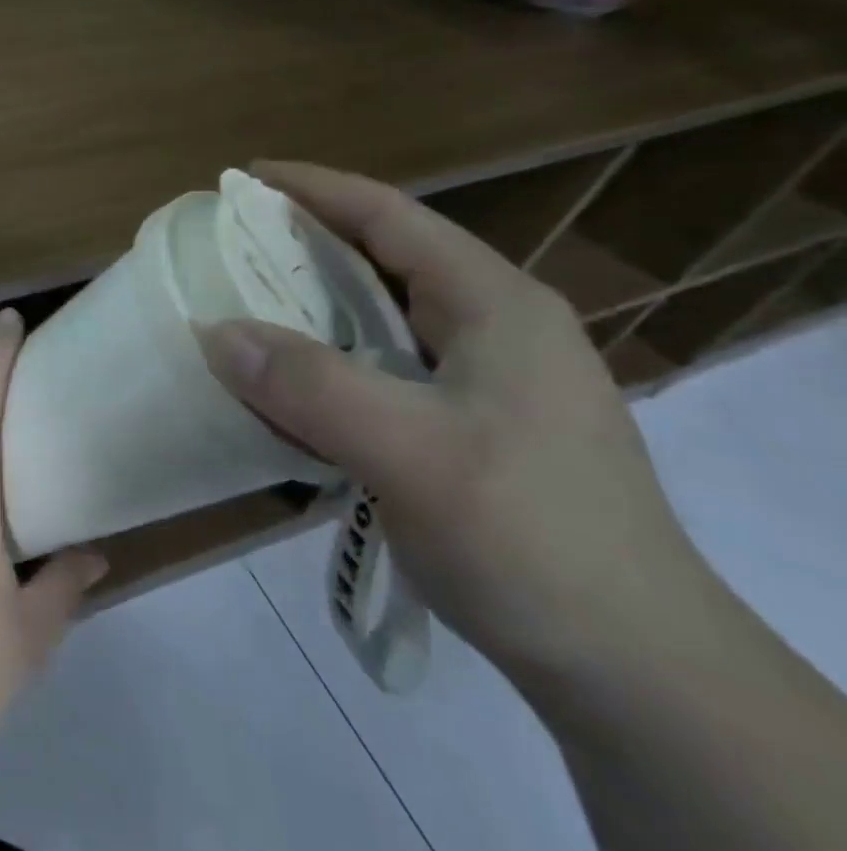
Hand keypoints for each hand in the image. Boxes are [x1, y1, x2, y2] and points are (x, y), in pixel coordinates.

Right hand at [200, 162, 716, 684]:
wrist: (636, 672)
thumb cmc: (532, 539)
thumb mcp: (413, 455)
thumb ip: (310, 386)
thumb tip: (215, 332)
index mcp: (495, 306)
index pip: (389, 215)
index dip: (312, 188)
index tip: (240, 178)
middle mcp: (494, 328)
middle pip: (381, 259)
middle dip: (301, 245)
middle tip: (225, 246)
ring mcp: (485, 380)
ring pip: (378, 317)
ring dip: (308, 307)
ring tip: (240, 306)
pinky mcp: (469, 426)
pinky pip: (378, 369)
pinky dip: (324, 361)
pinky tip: (286, 385)